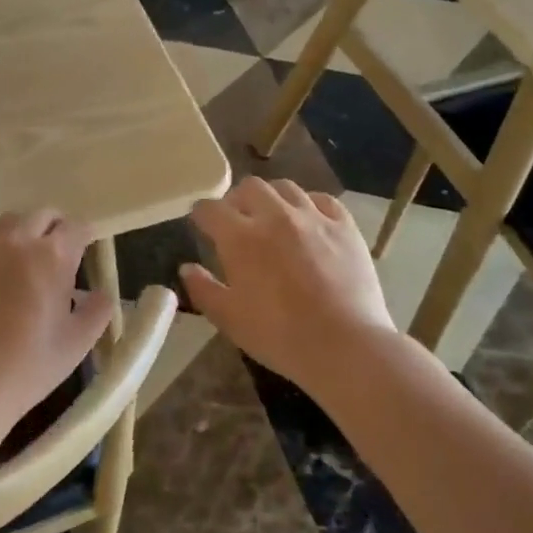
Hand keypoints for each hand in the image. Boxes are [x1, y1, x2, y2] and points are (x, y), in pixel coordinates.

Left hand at [0, 209, 114, 433]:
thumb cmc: (26, 367)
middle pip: (43, 215)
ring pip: (9, 223)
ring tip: (21, 266)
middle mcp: (16, 239)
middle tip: (56, 259)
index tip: (85, 254)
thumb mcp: (77, 343)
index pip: (78, 227)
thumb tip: (100, 293)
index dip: (85, 238)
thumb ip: (98, 310)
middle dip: (55, 230)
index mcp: (52, 255)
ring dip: (22, 235)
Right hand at [182, 179, 395, 389]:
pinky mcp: (345, 226)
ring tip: (272, 216)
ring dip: (272, 197)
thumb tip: (187, 268)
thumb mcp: (230, 320)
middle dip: (237, 199)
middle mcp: (275, 216)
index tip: (200, 224)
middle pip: (249, 187)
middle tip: (237, 220)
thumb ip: (203, 290)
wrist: (345, 346)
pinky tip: (309, 220)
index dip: (201, 215)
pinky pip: (323, 200)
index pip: (210, 209)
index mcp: (240, 238)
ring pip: (286, 187)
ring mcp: (313, 217)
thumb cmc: (280, 336)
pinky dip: (310, 204)